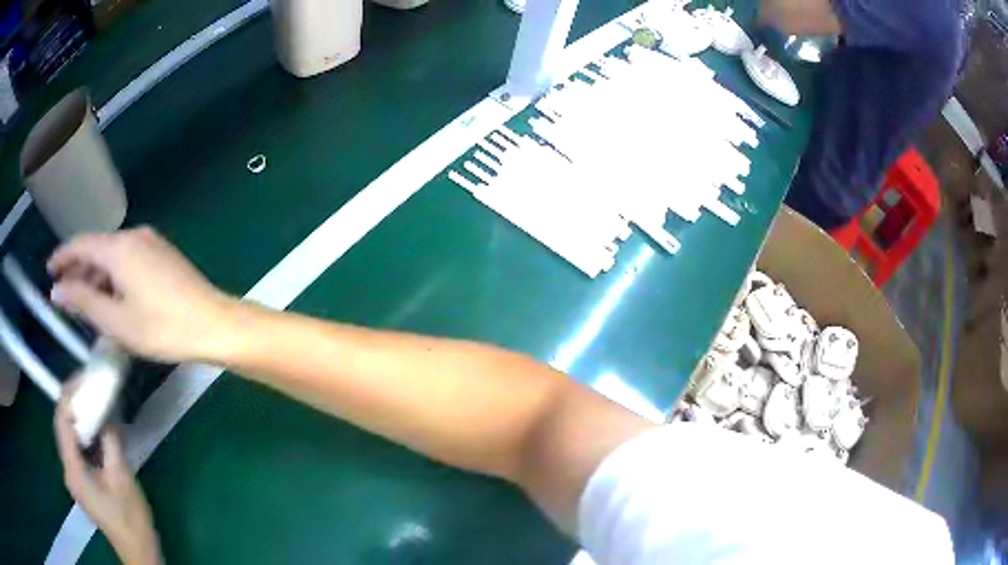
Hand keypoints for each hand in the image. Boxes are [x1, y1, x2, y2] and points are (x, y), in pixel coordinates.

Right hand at [48, 227, 236, 362]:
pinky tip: (108, 298)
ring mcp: (150, 243)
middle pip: (96, 249)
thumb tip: (57, 290)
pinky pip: (127, 261)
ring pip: (112, 256)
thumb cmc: (161, 327)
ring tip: (82, 302)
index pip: (81, 244)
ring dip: (94, 276)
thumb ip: (83, 301)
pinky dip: (112, 277)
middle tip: (63, 294)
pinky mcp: (162, 255)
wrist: (214, 323)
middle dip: (77, 270)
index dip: (62, 256)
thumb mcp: (115, 320)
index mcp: (119, 247)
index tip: (49, 270)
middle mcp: (134, 236)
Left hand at [54, 392, 161, 564]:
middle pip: (63, 426)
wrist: (138, 553)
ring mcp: (74, 477)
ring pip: (69, 437)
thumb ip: (110, 441)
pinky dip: (84, 434)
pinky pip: (76, 449)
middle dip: (73, 402)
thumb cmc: (130, 520)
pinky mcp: (81, 482)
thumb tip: (107, 407)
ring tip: (94, 401)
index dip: (69, 394)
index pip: (62, 421)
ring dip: (79, 417)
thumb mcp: (122, 479)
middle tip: (90, 385)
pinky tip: (97, 430)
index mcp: (73, 470)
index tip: (84, 376)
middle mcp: (68, 470)